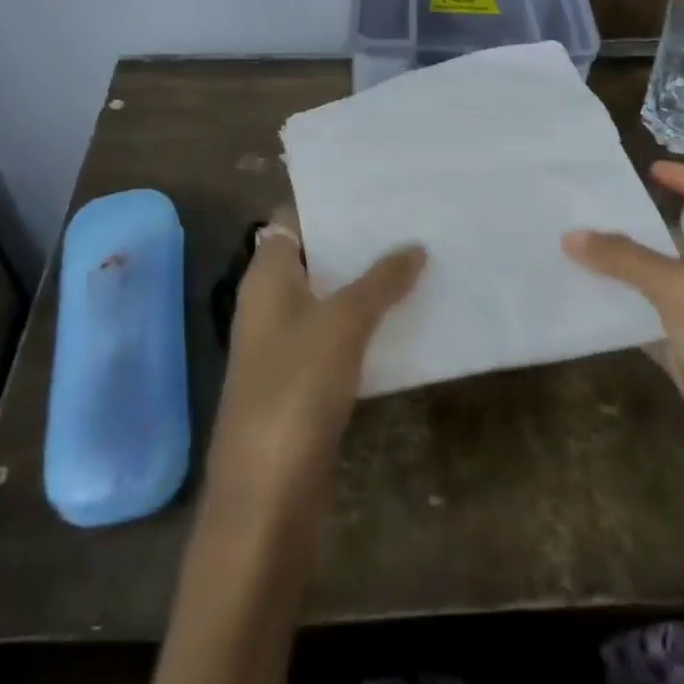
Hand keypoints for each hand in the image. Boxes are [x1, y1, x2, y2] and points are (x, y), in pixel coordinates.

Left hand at [202, 208, 425, 536]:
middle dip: (357, 240)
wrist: (267, 494)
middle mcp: (269, 303)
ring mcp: (284, 343)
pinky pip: (336, 334)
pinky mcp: (302, 380)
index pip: (291, 220)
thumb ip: (380, 280)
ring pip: (328, 296)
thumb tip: (414, 247)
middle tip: (409, 218)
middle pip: (313, 256)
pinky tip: (404, 315)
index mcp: (266, 277)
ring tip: (417, 257)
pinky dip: (365, 321)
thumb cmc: (296, 388)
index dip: (328, 202)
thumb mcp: (344, 322)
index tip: (374, 188)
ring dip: (365, 281)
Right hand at [565, 163, 683, 562]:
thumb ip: (627, 260)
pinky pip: (651, 329)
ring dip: (628, 273)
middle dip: (645, 227)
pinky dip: (624, 318)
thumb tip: (572, 235)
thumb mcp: (682, 294)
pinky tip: (590, 312)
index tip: (652, 171)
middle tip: (594, 216)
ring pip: (664, 288)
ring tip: (579, 257)